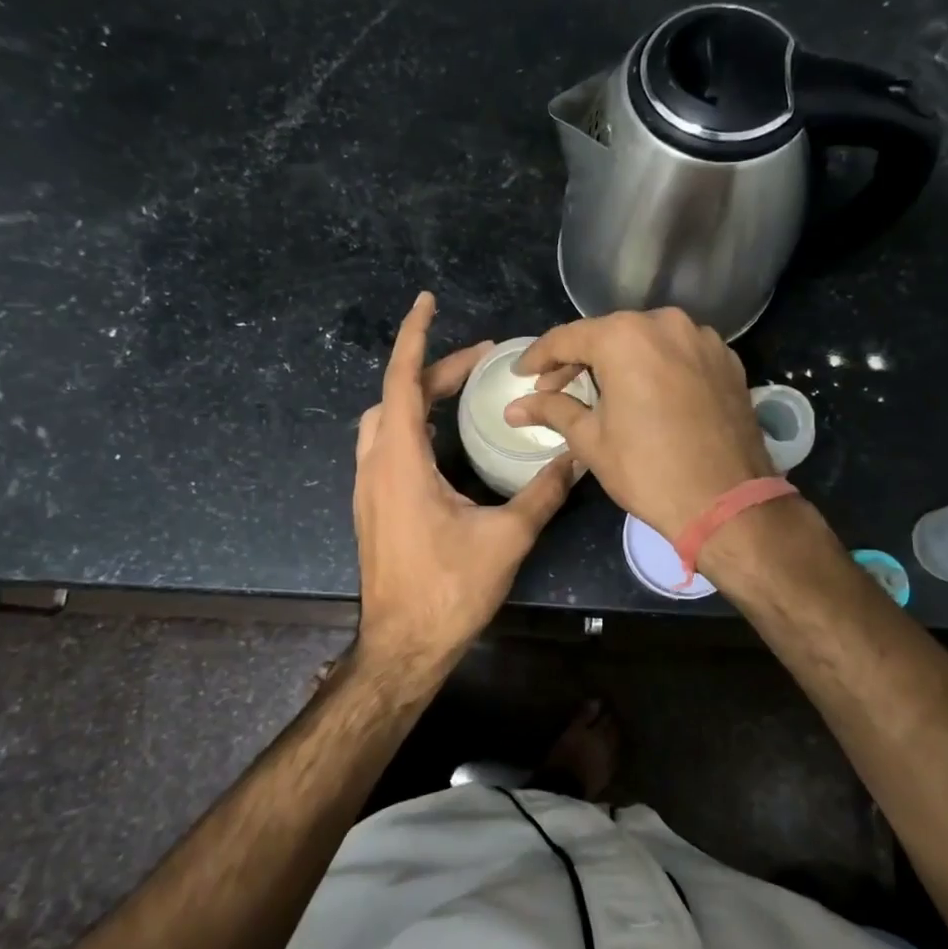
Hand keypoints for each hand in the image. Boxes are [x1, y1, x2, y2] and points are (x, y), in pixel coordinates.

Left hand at [353, 292, 578, 668]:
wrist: (402, 647)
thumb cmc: (449, 590)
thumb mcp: (506, 538)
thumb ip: (543, 493)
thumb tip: (579, 458)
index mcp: (401, 462)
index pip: (402, 380)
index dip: (415, 336)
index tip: (427, 301)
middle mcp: (376, 465)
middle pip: (396, 396)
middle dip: (434, 368)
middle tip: (481, 360)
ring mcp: (369, 488)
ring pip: (385, 420)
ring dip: (417, 395)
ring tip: (460, 390)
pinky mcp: (373, 507)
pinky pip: (386, 445)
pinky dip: (410, 423)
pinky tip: (440, 437)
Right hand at [505, 308, 773, 539]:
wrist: (727, 503)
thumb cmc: (648, 470)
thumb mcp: (590, 440)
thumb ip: (552, 410)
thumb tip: (514, 407)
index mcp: (625, 337)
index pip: (568, 338)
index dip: (539, 357)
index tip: (521, 373)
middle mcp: (666, 324)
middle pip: (608, 334)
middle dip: (578, 359)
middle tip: (554, 388)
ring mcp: (703, 339)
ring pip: (646, 340)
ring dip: (619, 361)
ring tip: (601, 391)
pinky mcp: (727, 360)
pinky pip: (679, 353)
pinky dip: (656, 366)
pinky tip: (645, 393)